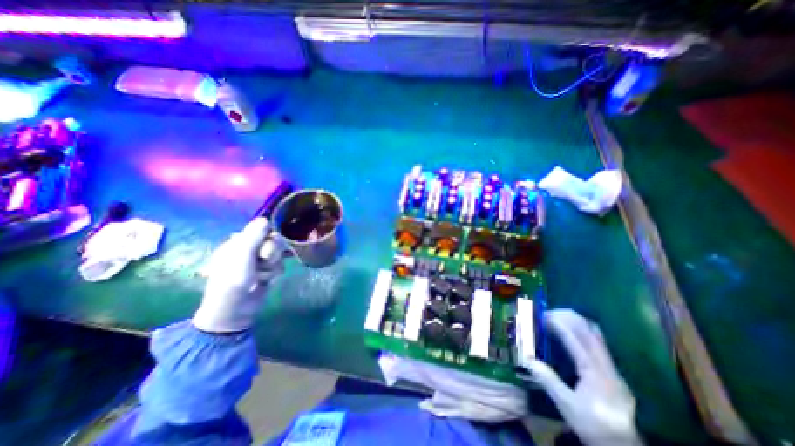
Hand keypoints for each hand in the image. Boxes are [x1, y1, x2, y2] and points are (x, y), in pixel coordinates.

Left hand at [192, 217, 283, 331]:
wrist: (235, 309)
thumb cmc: (233, 280)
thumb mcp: (242, 255)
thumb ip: (254, 236)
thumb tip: (266, 218)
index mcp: (239, 242)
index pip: (262, 230)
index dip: (267, 236)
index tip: (265, 245)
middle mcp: (250, 249)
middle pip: (273, 241)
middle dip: (272, 252)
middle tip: (264, 260)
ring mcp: (260, 261)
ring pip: (279, 254)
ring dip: (273, 265)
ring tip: (261, 276)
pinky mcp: (268, 271)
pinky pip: (280, 265)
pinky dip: (274, 273)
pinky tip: (265, 281)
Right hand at [526, 311, 641, 444]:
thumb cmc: (592, 425)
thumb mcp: (567, 405)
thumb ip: (548, 380)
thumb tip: (527, 359)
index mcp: (595, 373)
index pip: (577, 340)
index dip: (559, 324)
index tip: (543, 315)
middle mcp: (606, 365)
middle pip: (589, 331)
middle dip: (567, 317)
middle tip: (547, 312)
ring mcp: (611, 366)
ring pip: (595, 333)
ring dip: (575, 320)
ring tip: (556, 316)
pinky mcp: (610, 369)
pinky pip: (596, 340)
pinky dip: (581, 329)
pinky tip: (570, 331)